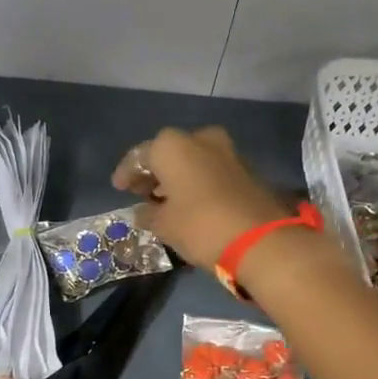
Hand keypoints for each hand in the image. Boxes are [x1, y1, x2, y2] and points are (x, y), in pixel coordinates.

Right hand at [112, 126, 290, 266]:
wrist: (259, 240)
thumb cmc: (199, 225)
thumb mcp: (163, 225)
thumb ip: (147, 214)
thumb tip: (142, 211)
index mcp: (172, 146)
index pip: (139, 156)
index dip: (126, 174)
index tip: (119, 188)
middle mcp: (199, 139)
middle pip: (168, 153)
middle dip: (154, 172)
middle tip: (142, 193)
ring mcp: (227, 151)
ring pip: (192, 160)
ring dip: (177, 177)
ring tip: (164, 201)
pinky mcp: (245, 168)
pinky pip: (210, 170)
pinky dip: (196, 182)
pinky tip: (189, 202)